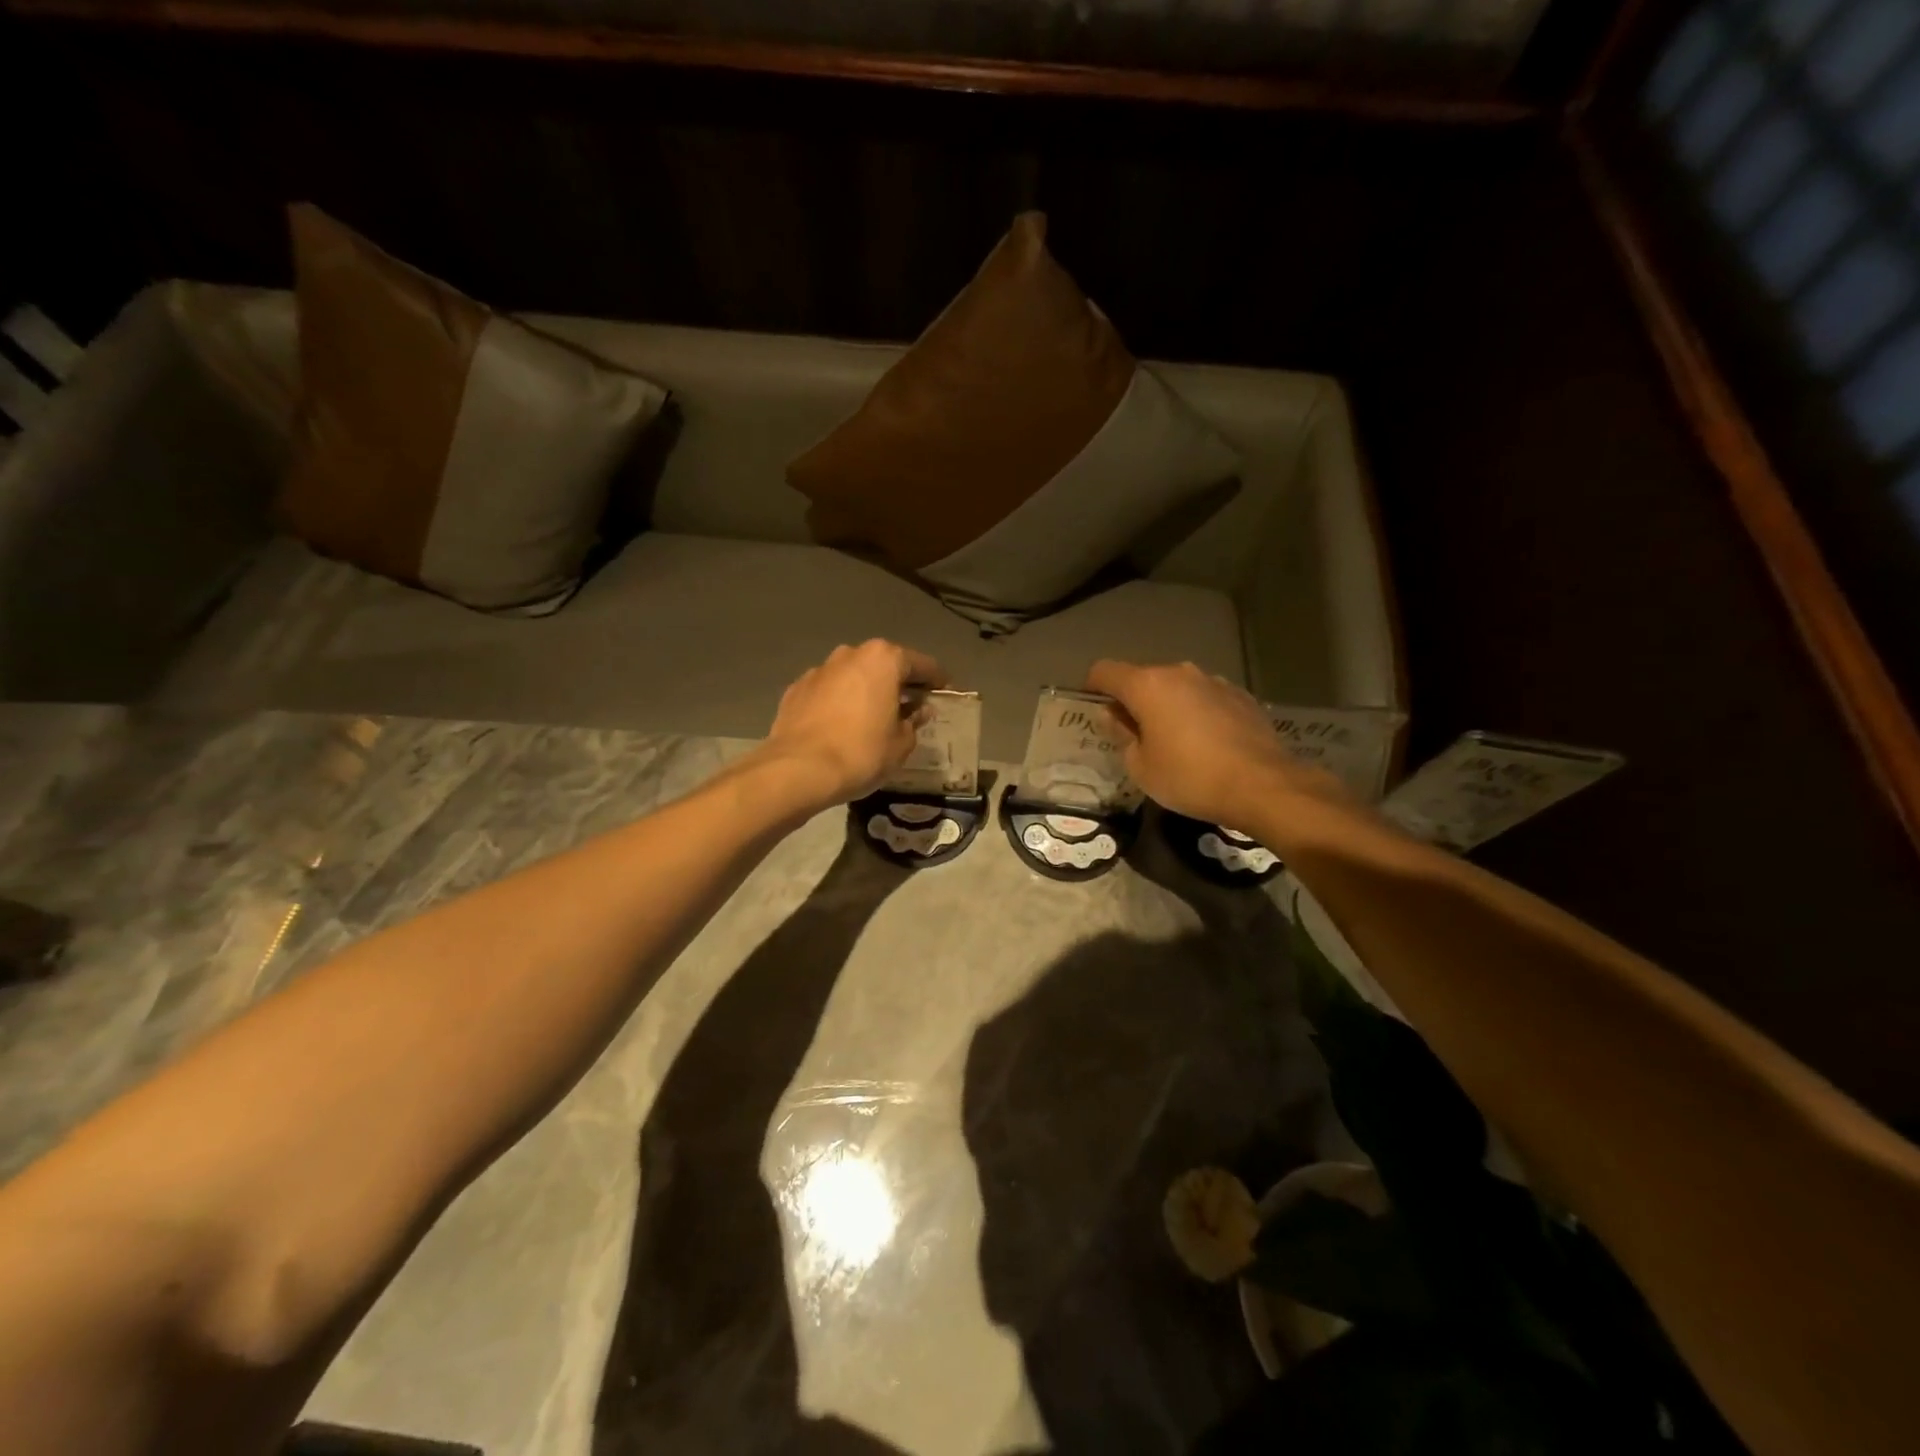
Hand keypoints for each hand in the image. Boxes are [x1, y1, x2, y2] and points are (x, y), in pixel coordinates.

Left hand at [761, 640, 947, 807]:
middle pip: (884, 664)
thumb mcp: (901, 743)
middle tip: (911, 705)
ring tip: (874, 716)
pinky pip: (828, 692)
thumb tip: (918, 710)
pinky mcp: (796, 690)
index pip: (922, 664)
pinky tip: (842, 725)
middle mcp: (850, 654)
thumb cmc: (861, 753)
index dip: (937, 680)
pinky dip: (839, 703)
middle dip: (899, 682)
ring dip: (866, 690)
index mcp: (883, 659)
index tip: (945, 692)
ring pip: (853, 676)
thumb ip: (914, 721)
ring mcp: (819, 670)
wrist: (798, 770)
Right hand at [1085, 660, 1351, 830]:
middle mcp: (1179, 673)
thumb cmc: (1190, 778)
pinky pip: (1205, 698)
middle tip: (1133, 735)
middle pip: (1142, 678)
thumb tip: (1112, 715)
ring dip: (1167, 705)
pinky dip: (1196, 712)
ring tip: (1173, 740)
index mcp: (1147, 685)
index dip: (1093, 687)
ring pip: (1176, 687)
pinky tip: (1206, 743)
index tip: (1094, 709)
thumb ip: (1121, 735)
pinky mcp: (1241, 695)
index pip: (1105, 671)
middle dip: (1133, 700)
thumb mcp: (1141, 766)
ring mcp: (1214, 681)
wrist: (1263, 785)